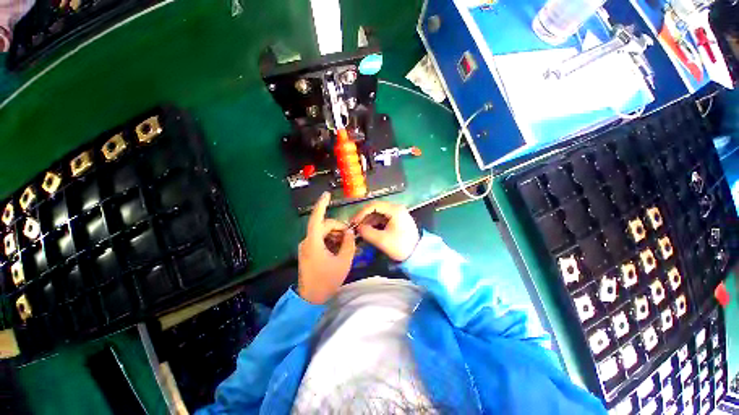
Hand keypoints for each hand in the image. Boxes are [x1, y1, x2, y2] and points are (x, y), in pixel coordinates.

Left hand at [298, 192, 355, 303]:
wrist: (311, 298)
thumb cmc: (327, 280)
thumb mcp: (343, 261)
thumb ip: (348, 243)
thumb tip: (349, 232)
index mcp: (313, 242)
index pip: (317, 218)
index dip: (322, 205)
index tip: (327, 194)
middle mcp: (307, 241)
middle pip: (324, 226)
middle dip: (338, 228)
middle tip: (350, 236)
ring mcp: (306, 247)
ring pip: (323, 233)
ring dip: (335, 235)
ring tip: (347, 243)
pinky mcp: (308, 252)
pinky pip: (320, 240)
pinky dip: (330, 240)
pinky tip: (339, 248)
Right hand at [351, 201, 419, 261]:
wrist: (417, 254)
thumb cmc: (400, 246)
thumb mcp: (382, 240)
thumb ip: (367, 232)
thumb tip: (357, 228)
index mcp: (394, 209)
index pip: (373, 205)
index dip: (361, 213)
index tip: (354, 222)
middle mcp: (396, 208)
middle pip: (376, 209)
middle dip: (364, 217)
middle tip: (355, 226)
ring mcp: (397, 214)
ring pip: (379, 214)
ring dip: (369, 221)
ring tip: (360, 230)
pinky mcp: (397, 220)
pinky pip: (383, 219)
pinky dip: (375, 224)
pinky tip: (369, 231)